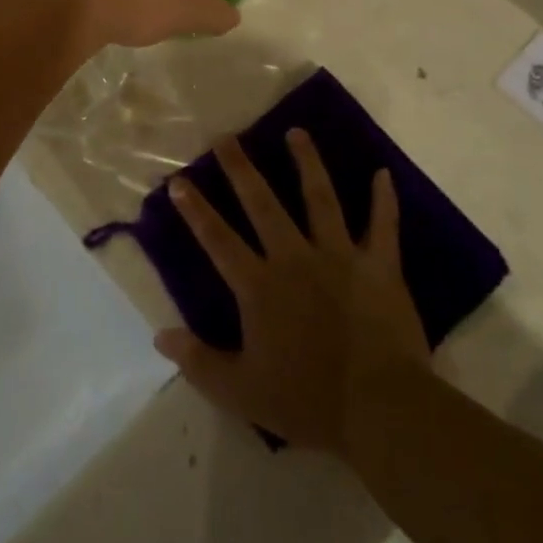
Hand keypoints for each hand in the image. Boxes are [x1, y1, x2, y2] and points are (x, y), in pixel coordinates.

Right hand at [156, 132, 429, 457]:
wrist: (381, 409)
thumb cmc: (308, 400)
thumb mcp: (240, 391)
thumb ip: (197, 361)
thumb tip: (159, 336)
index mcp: (260, 287)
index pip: (218, 240)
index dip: (196, 210)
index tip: (179, 180)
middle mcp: (295, 259)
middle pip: (263, 204)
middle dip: (241, 169)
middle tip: (227, 138)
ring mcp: (340, 257)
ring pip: (320, 199)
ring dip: (307, 163)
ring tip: (296, 132)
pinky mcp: (379, 267)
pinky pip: (383, 226)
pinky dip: (384, 200)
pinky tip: (383, 173)